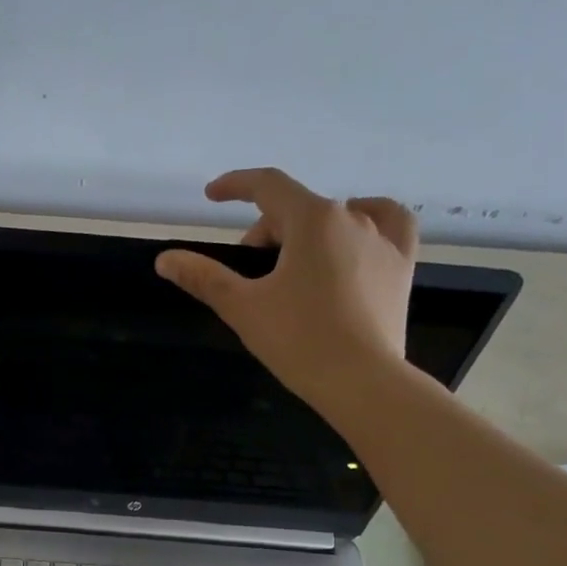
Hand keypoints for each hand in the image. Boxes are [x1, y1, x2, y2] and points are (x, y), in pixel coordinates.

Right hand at [155, 168, 418, 410]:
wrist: (361, 380)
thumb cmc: (298, 340)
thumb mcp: (242, 307)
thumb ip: (203, 277)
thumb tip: (165, 259)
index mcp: (312, 220)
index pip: (268, 186)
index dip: (236, 186)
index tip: (212, 196)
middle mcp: (352, 217)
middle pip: (296, 209)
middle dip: (265, 233)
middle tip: (249, 276)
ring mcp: (383, 239)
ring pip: (335, 217)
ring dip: (305, 233)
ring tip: (292, 267)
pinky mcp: (402, 265)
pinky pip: (387, 223)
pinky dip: (365, 222)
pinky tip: (355, 236)